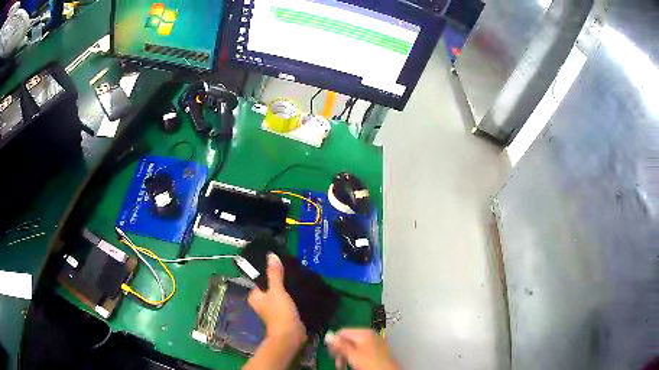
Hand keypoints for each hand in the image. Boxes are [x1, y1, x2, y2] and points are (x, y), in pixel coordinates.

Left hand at [247, 253, 306, 343]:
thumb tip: (271, 255)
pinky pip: (287, 301)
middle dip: (280, 280)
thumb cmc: (279, 312)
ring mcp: (273, 309)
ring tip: (298, 277)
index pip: (260, 279)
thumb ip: (274, 273)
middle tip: (292, 269)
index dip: (269, 271)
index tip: (281, 264)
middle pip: (270, 286)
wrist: (290, 335)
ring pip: (280, 294)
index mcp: (254, 296)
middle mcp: (261, 302)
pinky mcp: (284, 314)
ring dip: (287, 288)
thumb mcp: (277, 290)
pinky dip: (292, 296)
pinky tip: (301, 290)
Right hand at [325, 329, 399, 369]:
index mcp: (364, 332)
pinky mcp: (377, 350)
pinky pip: (361, 349)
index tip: (330, 352)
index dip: (334, 342)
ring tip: (343, 364)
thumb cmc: (370, 362)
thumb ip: (340, 344)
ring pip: (354, 346)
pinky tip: (352, 363)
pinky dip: (355, 356)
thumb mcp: (352, 354)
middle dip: (340, 350)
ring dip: (346, 355)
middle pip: (348, 339)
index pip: (343, 332)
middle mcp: (370, 334)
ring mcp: (375, 342)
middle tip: (337, 360)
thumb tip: (329, 336)